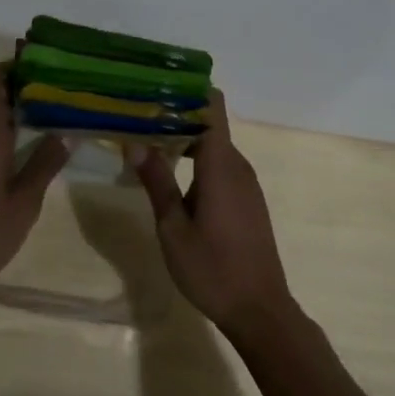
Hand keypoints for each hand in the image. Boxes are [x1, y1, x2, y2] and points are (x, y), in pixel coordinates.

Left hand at [0, 63, 69, 305]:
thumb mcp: (23, 203)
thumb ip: (44, 164)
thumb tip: (66, 133)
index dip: (20, 65)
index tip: (53, 68)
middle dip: (24, 83)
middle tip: (62, 90)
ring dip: (15, 105)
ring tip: (54, 112)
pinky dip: (4, 125)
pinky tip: (29, 142)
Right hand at [126, 91, 294, 337]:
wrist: (260, 311)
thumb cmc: (212, 269)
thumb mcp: (173, 227)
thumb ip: (156, 181)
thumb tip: (134, 141)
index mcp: (220, 164)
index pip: (211, 106)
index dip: (187, 89)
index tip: (156, 85)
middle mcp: (237, 165)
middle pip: (209, 122)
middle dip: (176, 114)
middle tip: (138, 114)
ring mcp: (245, 183)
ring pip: (214, 145)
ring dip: (185, 138)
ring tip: (147, 140)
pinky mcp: (247, 200)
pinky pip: (221, 165)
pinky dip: (197, 160)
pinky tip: (172, 173)